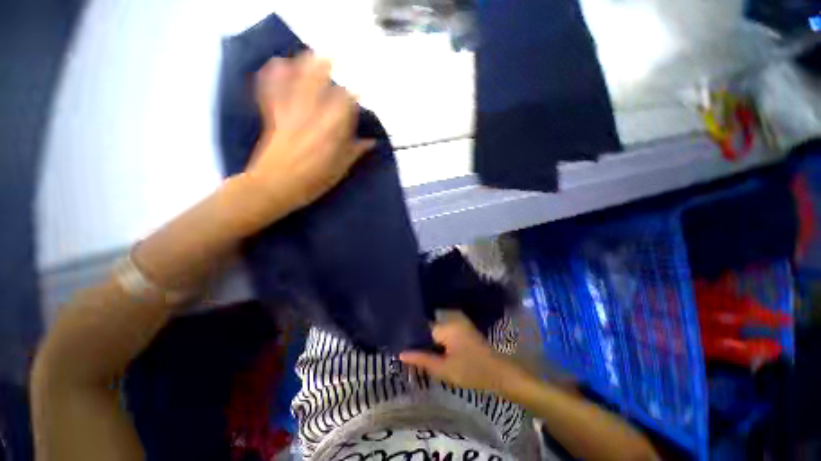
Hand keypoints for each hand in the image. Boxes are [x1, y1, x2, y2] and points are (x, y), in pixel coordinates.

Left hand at [240, 53, 373, 223]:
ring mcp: (289, 114)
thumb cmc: (310, 183)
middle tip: (335, 59)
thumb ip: (353, 153)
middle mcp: (310, 117)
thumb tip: (370, 142)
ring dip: (304, 66)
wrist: (272, 187)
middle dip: (327, 69)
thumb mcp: (338, 171)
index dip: (352, 96)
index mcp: (329, 133)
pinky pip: (271, 92)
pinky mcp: (273, 117)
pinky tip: (277, 63)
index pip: (344, 105)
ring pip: (297, 83)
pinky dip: (273, 77)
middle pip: (319, 85)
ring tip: (312, 54)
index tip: (357, 93)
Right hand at [399, 311, 524, 392]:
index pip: (422, 326)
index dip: (412, 337)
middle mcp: (451, 317)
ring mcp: (458, 320)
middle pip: (428, 325)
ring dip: (429, 337)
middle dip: (420, 337)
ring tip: (420, 348)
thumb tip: (400, 353)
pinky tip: (435, 347)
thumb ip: (421, 359)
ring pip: (436, 326)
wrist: (498, 372)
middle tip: (410, 349)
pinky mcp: (463, 325)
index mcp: (446, 325)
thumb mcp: (443, 369)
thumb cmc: (470, 371)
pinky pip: (444, 327)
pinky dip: (438, 336)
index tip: (403, 344)